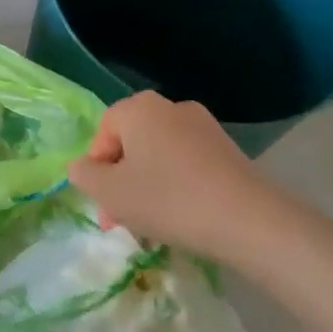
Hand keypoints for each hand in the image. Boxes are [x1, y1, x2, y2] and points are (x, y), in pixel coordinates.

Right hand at [67, 91, 284, 259]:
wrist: (249, 220)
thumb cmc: (168, 199)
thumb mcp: (109, 192)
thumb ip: (84, 174)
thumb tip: (83, 167)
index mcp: (139, 108)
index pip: (103, 132)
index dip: (97, 169)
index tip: (105, 204)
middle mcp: (170, 106)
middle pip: (132, 143)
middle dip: (121, 181)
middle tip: (121, 219)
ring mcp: (204, 126)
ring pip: (159, 156)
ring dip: (147, 186)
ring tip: (152, 225)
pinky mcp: (228, 149)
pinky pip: (187, 164)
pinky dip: (177, 186)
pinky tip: (182, 217)